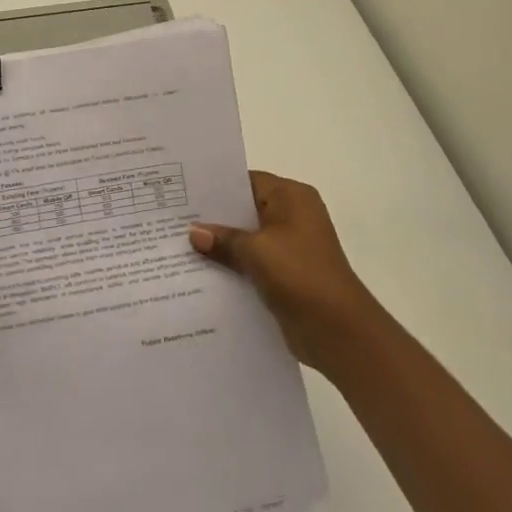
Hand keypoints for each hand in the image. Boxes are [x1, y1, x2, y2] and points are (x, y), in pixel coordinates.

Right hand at [190, 171, 381, 373]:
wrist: (338, 330)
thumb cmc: (299, 275)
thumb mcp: (256, 251)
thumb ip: (223, 239)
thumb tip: (194, 232)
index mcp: (292, 197)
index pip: (247, 181)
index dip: (216, 186)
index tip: (182, 192)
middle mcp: (293, 216)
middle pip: (245, 209)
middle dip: (214, 217)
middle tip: (173, 219)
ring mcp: (290, 246)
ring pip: (247, 238)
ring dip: (221, 244)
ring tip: (178, 245)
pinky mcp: (286, 274)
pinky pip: (252, 262)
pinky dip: (232, 265)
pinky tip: (200, 272)